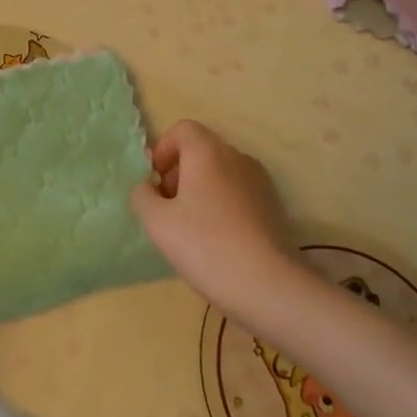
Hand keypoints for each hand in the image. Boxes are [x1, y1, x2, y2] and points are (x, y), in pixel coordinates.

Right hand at [131, 120, 298, 318]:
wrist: (268, 286)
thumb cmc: (205, 245)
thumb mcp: (157, 222)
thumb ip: (143, 196)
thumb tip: (147, 188)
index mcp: (208, 153)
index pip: (183, 130)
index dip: (163, 149)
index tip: (154, 181)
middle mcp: (237, 158)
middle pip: (202, 150)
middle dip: (179, 171)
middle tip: (167, 206)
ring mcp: (260, 181)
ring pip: (221, 172)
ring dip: (200, 188)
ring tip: (190, 225)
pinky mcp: (273, 206)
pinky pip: (238, 191)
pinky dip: (222, 202)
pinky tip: (216, 237)